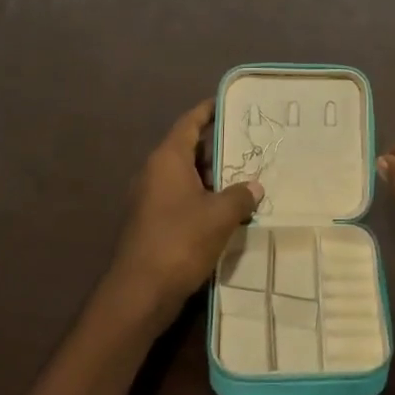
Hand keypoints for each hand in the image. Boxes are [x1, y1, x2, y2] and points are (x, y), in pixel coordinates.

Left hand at [108, 100, 261, 323]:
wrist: (140, 293)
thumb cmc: (180, 241)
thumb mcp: (219, 216)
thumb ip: (240, 195)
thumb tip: (254, 185)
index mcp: (167, 159)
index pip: (189, 123)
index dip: (208, 110)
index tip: (228, 102)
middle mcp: (155, 172)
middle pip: (189, 149)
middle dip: (218, 147)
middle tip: (250, 144)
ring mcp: (151, 199)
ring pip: (187, 176)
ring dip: (213, 176)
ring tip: (246, 177)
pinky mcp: (153, 223)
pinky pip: (182, 198)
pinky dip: (204, 198)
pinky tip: (228, 210)